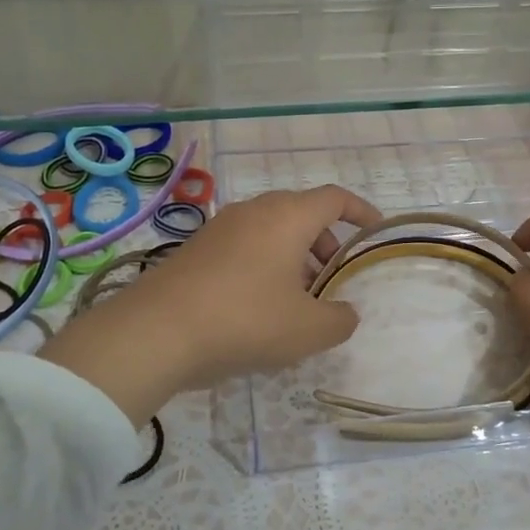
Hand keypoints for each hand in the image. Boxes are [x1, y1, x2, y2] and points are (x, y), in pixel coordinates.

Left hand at [39, 186, 382, 423]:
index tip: (374, 232)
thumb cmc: (245, 320)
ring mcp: (220, 228)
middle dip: (325, 242)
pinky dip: (264, 265)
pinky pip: (244, 247)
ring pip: (271, 231)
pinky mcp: (196, 249)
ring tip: (298, 301)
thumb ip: (339, 319)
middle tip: (333, 278)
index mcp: (287, 217)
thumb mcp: (307, 330)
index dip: (360, 212)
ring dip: (293, 257)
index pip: (334, 198)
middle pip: (301, 213)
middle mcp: (254, 211)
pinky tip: (258, 308)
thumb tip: (345, 312)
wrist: (155, 331)